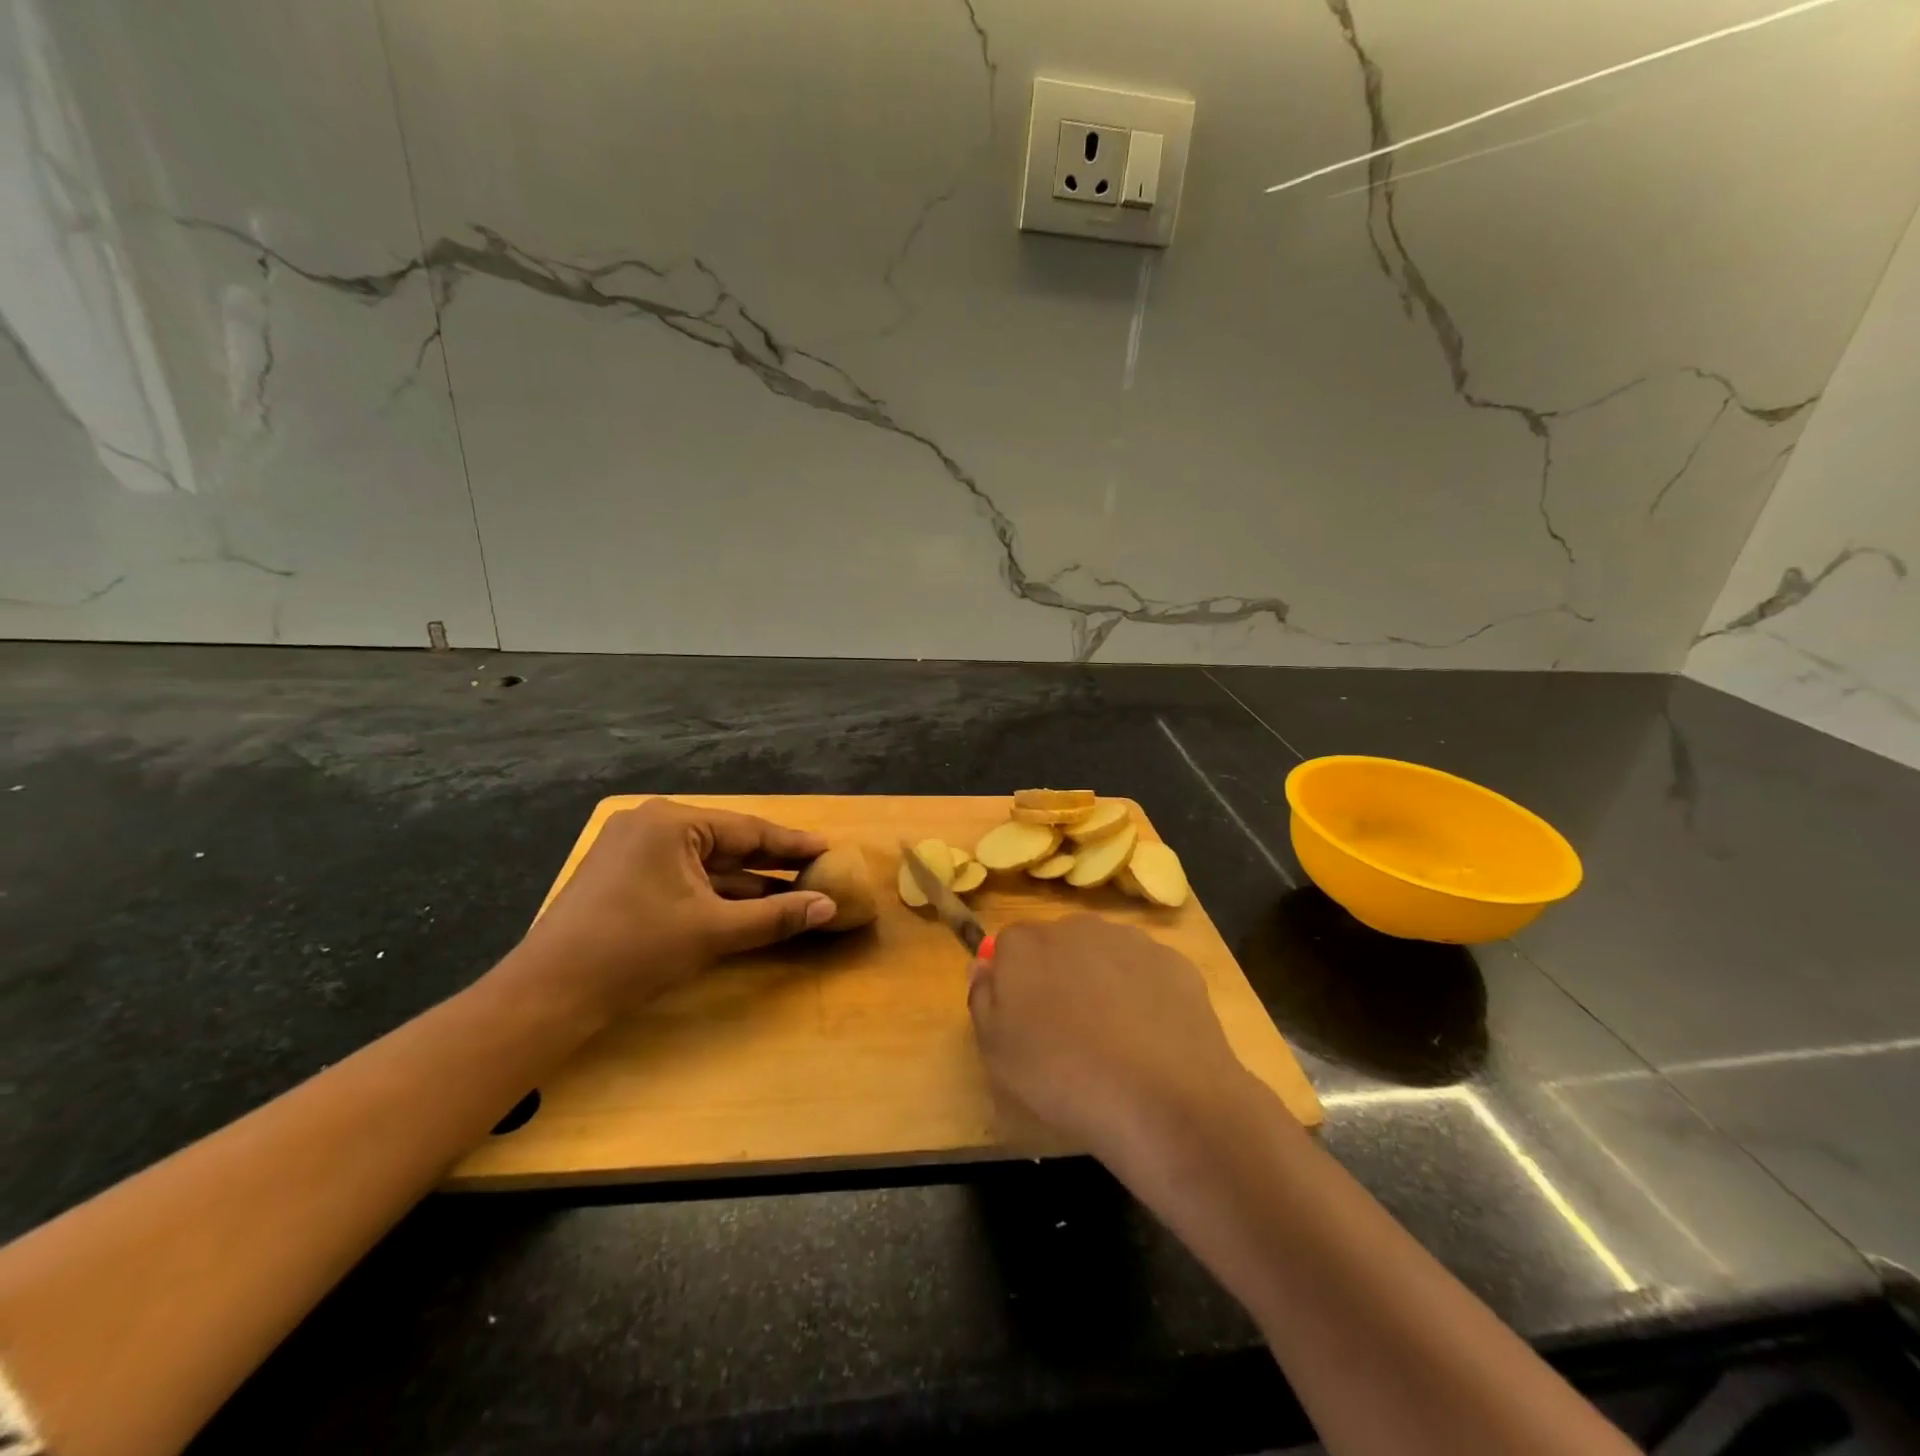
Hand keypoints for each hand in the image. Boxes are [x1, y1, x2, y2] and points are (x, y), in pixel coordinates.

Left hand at [515, 798, 834, 1015]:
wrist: (548, 994)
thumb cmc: (635, 951)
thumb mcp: (714, 931)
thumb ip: (775, 916)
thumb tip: (829, 906)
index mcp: (671, 823)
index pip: (748, 830)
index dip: (792, 843)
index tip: (829, 847)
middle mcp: (651, 825)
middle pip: (727, 843)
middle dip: (772, 862)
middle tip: (818, 869)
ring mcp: (633, 850)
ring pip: (706, 863)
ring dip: (747, 881)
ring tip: (794, 891)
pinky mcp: (624, 877)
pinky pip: (684, 877)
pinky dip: (716, 893)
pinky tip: (750, 906)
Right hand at [968, 914, 1266, 1162]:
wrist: (1162, 1102)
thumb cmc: (1062, 1078)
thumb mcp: (997, 1052)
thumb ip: (982, 998)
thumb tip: (984, 966)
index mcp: (1026, 943)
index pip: (1008, 946)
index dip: (1015, 982)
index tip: (1025, 1020)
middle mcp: (1077, 927)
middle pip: (1058, 944)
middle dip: (1059, 975)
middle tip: (1068, 1031)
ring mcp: (1131, 940)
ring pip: (1104, 954)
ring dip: (1102, 980)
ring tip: (1113, 1039)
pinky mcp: (1175, 961)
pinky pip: (1147, 972)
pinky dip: (1145, 994)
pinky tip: (1150, 1038)